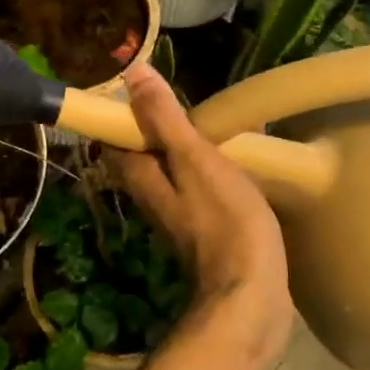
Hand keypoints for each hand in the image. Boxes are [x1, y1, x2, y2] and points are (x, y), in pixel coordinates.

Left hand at [107, 65, 291, 328]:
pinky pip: (197, 190)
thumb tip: (132, 73)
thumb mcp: (194, 159)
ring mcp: (178, 217)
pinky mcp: (206, 231)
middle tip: (182, 99)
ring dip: (182, 149)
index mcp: (142, 177)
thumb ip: (163, 119)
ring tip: (209, 124)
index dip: (125, 111)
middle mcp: (151, 198)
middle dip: (157, 128)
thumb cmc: (225, 221)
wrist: (252, 296)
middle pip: (144, 155)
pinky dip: (205, 171)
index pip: (118, 137)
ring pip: (171, 173)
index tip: (144, 86)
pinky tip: (230, 163)